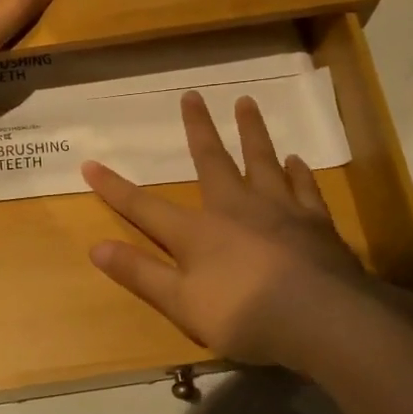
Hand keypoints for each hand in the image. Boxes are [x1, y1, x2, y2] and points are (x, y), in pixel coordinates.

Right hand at [83, 93, 412, 372]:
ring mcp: (279, 210)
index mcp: (198, 232)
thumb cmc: (244, 314)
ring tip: (247, 103)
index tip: (90, 165)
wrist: (322, 319)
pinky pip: (304, 187)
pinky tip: (297, 160)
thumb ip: (140, 274)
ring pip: (262, 160)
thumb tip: (95, 247)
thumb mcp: (181, 303)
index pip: (145, 207)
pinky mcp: (316, 222)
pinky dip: (299, 172)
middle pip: (212, 160)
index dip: (115, 188)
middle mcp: (236, 208)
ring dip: (252, 132)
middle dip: (198, 128)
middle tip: (193, 94)